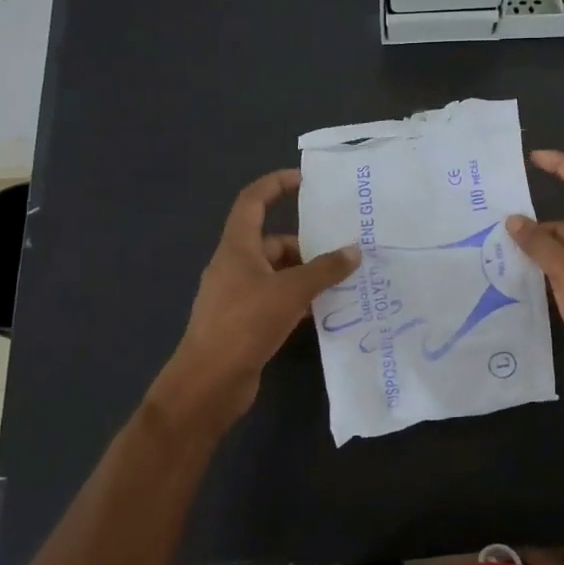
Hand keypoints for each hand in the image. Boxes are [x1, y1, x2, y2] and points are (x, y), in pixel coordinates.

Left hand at [156, 169, 360, 435]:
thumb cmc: (244, 324)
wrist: (208, 384)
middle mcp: (235, 266)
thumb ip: (325, 269)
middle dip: (307, 245)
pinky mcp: (244, 322)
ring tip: (343, 282)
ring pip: (278, 273)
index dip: (276, 184)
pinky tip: (324, 310)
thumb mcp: (291, 291)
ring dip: (306, 275)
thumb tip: (354, 251)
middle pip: (273, 242)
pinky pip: (277, 299)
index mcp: (237, 247)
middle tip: (343, 250)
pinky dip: (299, 300)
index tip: (305, 181)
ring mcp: (238, 296)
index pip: (253, 201)